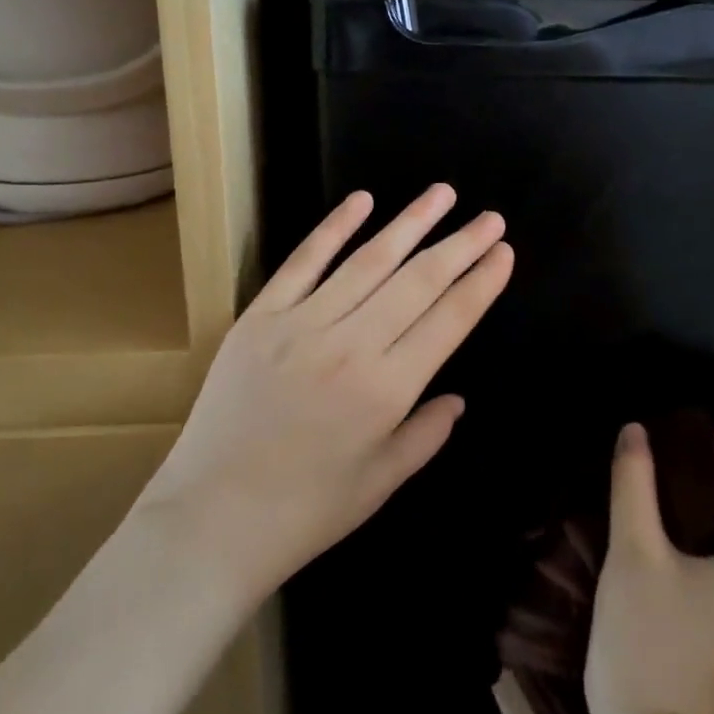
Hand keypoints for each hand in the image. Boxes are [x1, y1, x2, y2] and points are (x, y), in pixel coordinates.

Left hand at [137, 185, 512, 602]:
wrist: (209, 520)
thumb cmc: (304, 511)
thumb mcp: (380, 484)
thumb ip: (426, 435)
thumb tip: (458, 398)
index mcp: (387, 390)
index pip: (449, 319)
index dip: (481, 283)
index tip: (503, 253)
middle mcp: (351, 345)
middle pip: (418, 281)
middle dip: (461, 245)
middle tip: (491, 218)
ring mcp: (302, 324)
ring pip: (369, 260)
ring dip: (411, 222)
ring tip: (443, 193)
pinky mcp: (260, 316)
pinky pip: (304, 261)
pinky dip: (334, 227)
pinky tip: (363, 200)